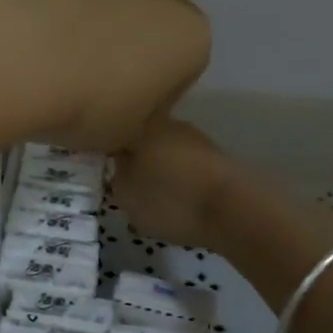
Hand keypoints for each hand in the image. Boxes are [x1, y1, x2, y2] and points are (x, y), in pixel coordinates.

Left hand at [0, 0, 209, 152]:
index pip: (182, 70)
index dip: (152, 93)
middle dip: (131, 43)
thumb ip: (143, 122)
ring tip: (56, 50)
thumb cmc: (86, 104)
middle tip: (91, 78)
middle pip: (153, 21)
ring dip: (98, 15)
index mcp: (191, 36)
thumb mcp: (125, 135)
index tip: (121, 109)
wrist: (20, 53)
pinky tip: (34, 23)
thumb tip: (144, 117)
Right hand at [110, 118, 234, 249]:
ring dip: (157, 167)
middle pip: (141, 138)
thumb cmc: (170, 199)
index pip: (112, 132)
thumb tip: (117, 166)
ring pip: (164, 150)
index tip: (98, 168)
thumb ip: (115, 178)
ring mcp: (195, 138)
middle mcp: (168, 123)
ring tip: (151, 194)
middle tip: (123, 184)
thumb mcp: (126, 196)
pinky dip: (178, 177)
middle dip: (132, 157)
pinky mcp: (215, 157)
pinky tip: (176, 197)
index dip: (102, 150)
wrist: (234, 209)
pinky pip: (185, 164)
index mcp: (141, 126)